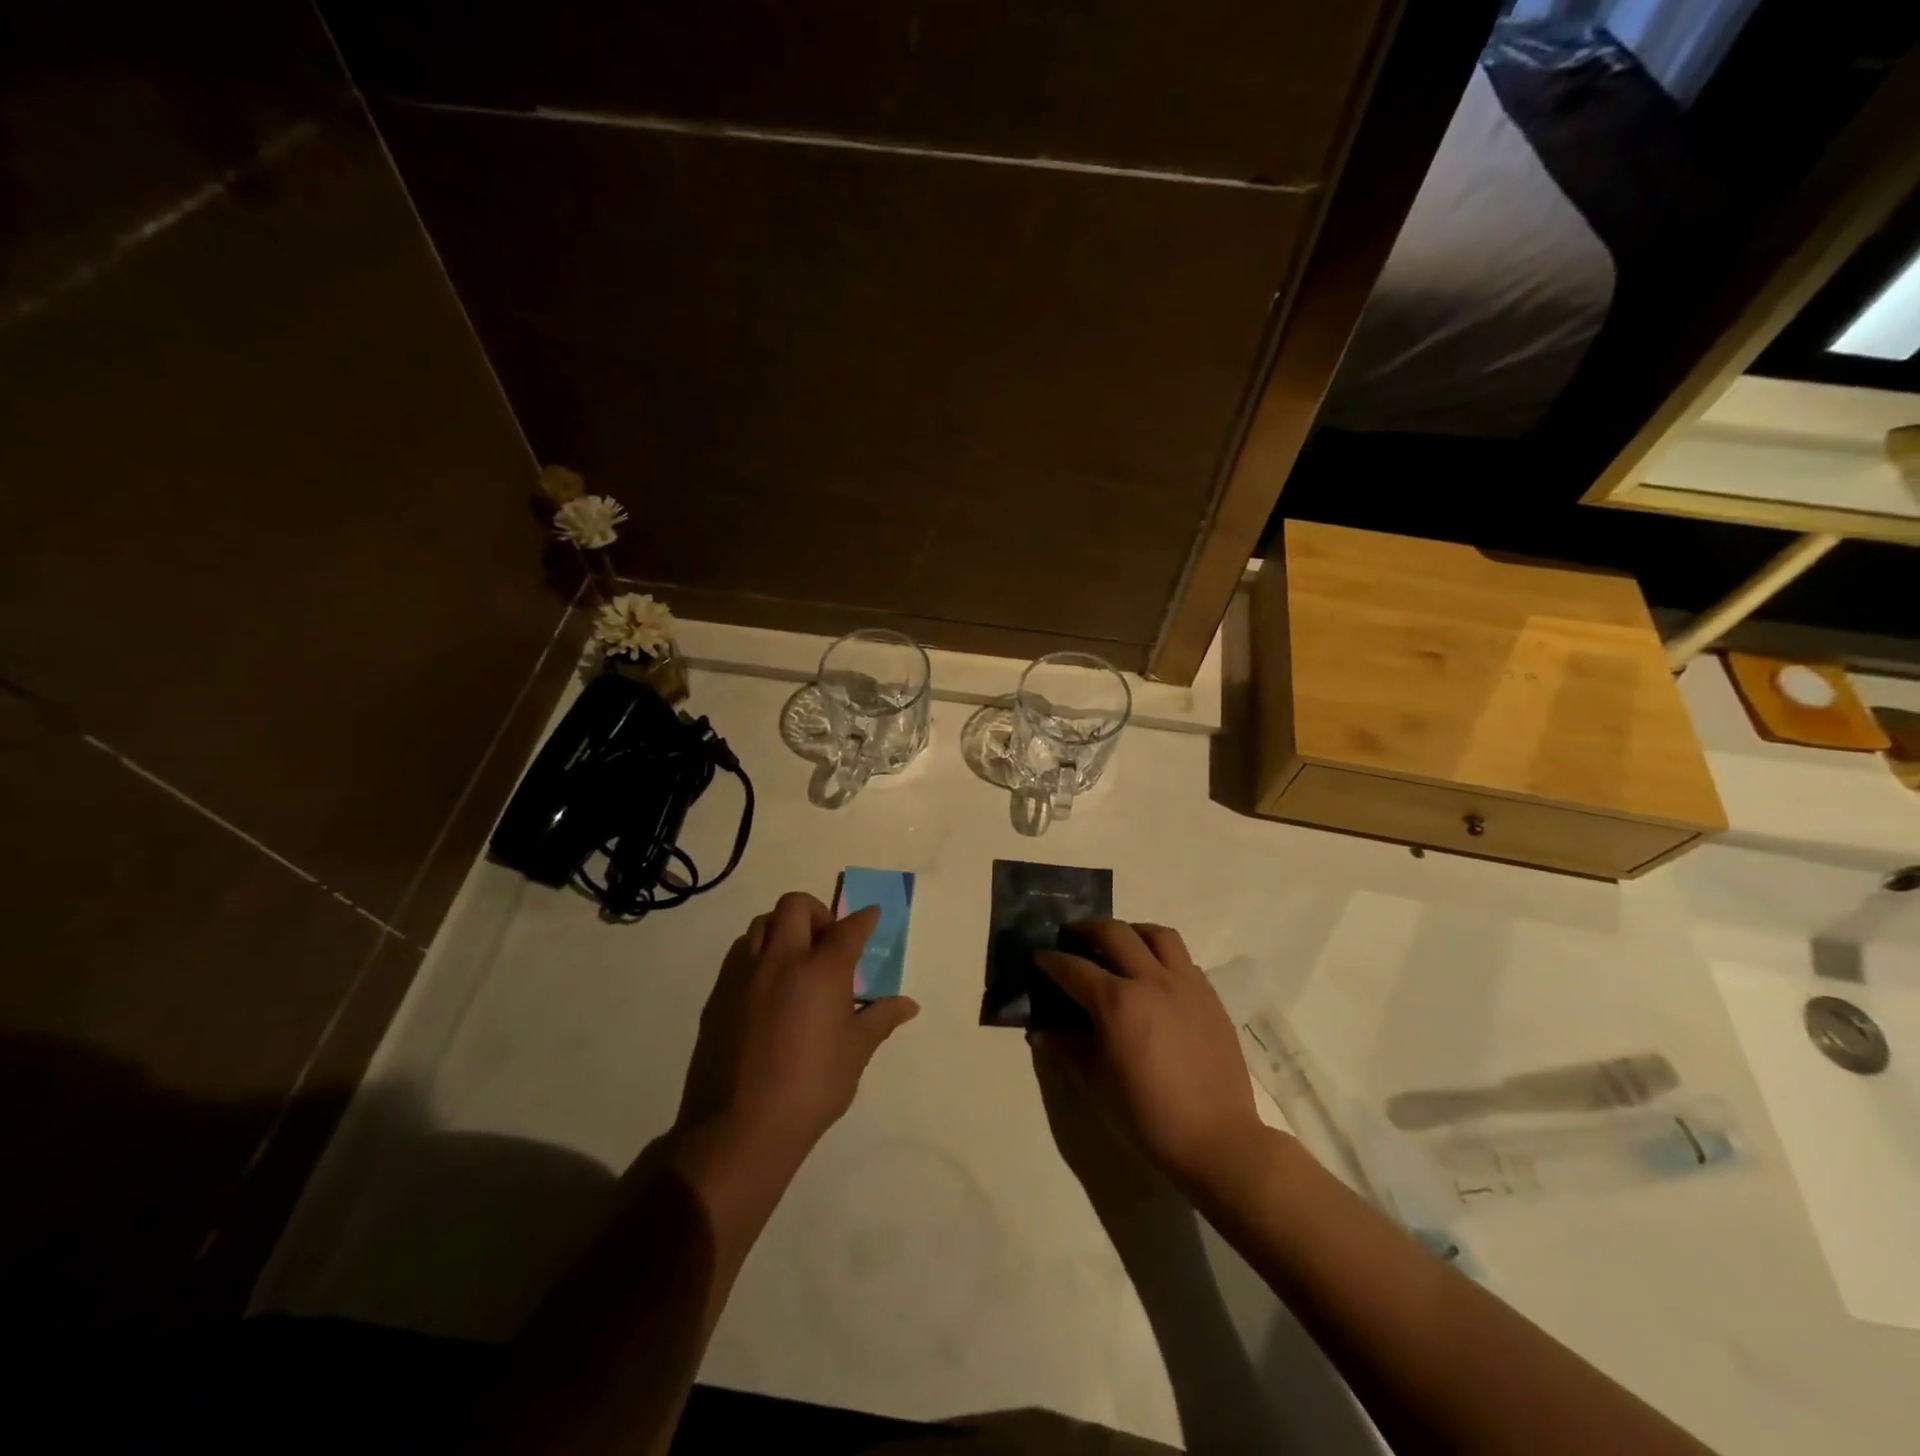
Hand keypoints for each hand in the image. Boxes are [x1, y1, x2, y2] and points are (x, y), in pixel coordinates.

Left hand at [676, 891, 919, 1173]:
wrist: (741, 1127)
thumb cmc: (811, 1087)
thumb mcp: (855, 1053)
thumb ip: (880, 1019)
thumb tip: (908, 1005)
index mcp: (821, 971)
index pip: (848, 929)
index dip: (863, 919)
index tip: (871, 916)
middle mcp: (781, 960)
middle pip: (795, 906)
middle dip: (816, 912)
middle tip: (826, 941)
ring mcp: (744, 974)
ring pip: (761, 924)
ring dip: (782, 929)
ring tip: (794, 961)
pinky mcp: (718, 994)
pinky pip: (739, 955)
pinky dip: (758, 955)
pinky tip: (767, 988)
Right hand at [1035, 921, 1263, 1193]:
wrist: (1217, 1139)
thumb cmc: (1148, 1115)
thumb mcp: (1097, 1082)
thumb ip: (1069, 1047)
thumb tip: (1041, 1031)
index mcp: (1117, 1002)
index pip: (1074, 968)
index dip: (1052, 961)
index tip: (1040, 958)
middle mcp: (1151, 981)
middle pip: (1114, 933)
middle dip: (1086, 929)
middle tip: (1072, 936)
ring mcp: (1185, 984)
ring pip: (1157, 935)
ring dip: (1131, 932)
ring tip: (1120, 944)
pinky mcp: (1210, 996)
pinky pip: (1183, 960)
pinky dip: (1162, 957)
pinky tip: (1154, 978)